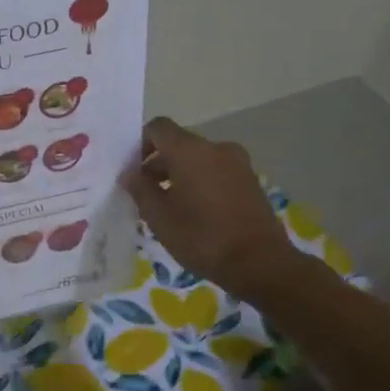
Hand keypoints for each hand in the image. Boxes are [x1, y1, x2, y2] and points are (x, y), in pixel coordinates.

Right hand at [121, 118, 298, 303]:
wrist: (260, 263)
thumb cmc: (202, 238)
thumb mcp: (160, 218)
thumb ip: (140, 189)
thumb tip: (129, 173)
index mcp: (191, 151)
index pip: (158, 128)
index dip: (140, 144)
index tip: (132, 171)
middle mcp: (216, 148)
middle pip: (179, 144)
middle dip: (158, 163)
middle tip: (145, 194)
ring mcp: (238, 163)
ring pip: (198, 159)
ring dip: (179, 174)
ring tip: (169, 206)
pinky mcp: (250, 181)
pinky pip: (216, 171)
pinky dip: (200, 182)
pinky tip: (194, 212)